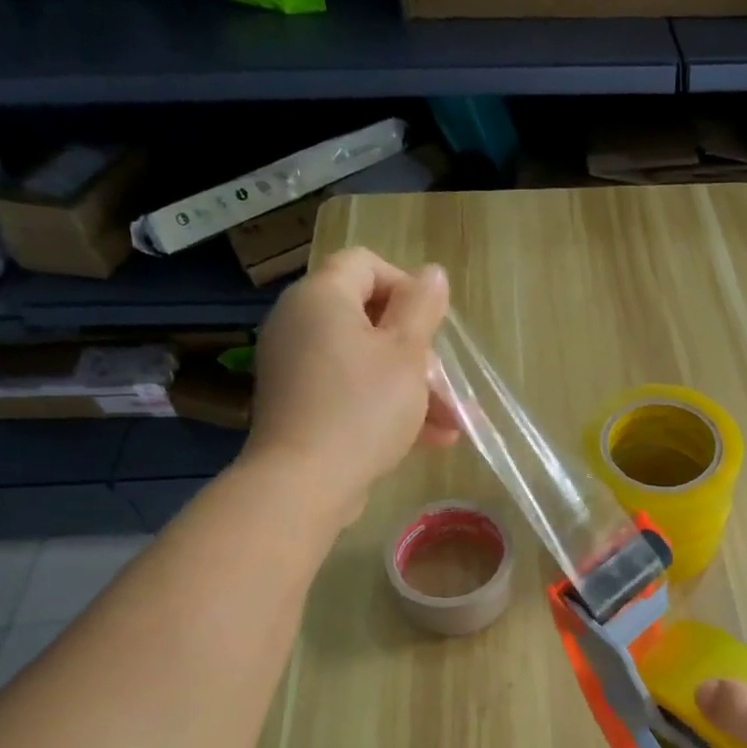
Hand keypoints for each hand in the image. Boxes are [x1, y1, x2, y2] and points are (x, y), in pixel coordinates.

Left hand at [245, 247, 456, 521]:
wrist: (304, 483)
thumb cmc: (363, 408)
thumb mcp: (406, 354)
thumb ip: (422, 307)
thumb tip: (432, 273)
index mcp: (321, 297)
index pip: (365, 264)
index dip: (406, 286)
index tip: (432, 325)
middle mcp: (299, 323)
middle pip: (367, 318)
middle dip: (417, 352)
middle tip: (445, 384)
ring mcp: (295, 367)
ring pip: (364, 362)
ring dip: (411, 387)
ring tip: (451, 424)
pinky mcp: (298, 405)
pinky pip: (348, 391)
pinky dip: (384, 406)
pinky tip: (429, 439)